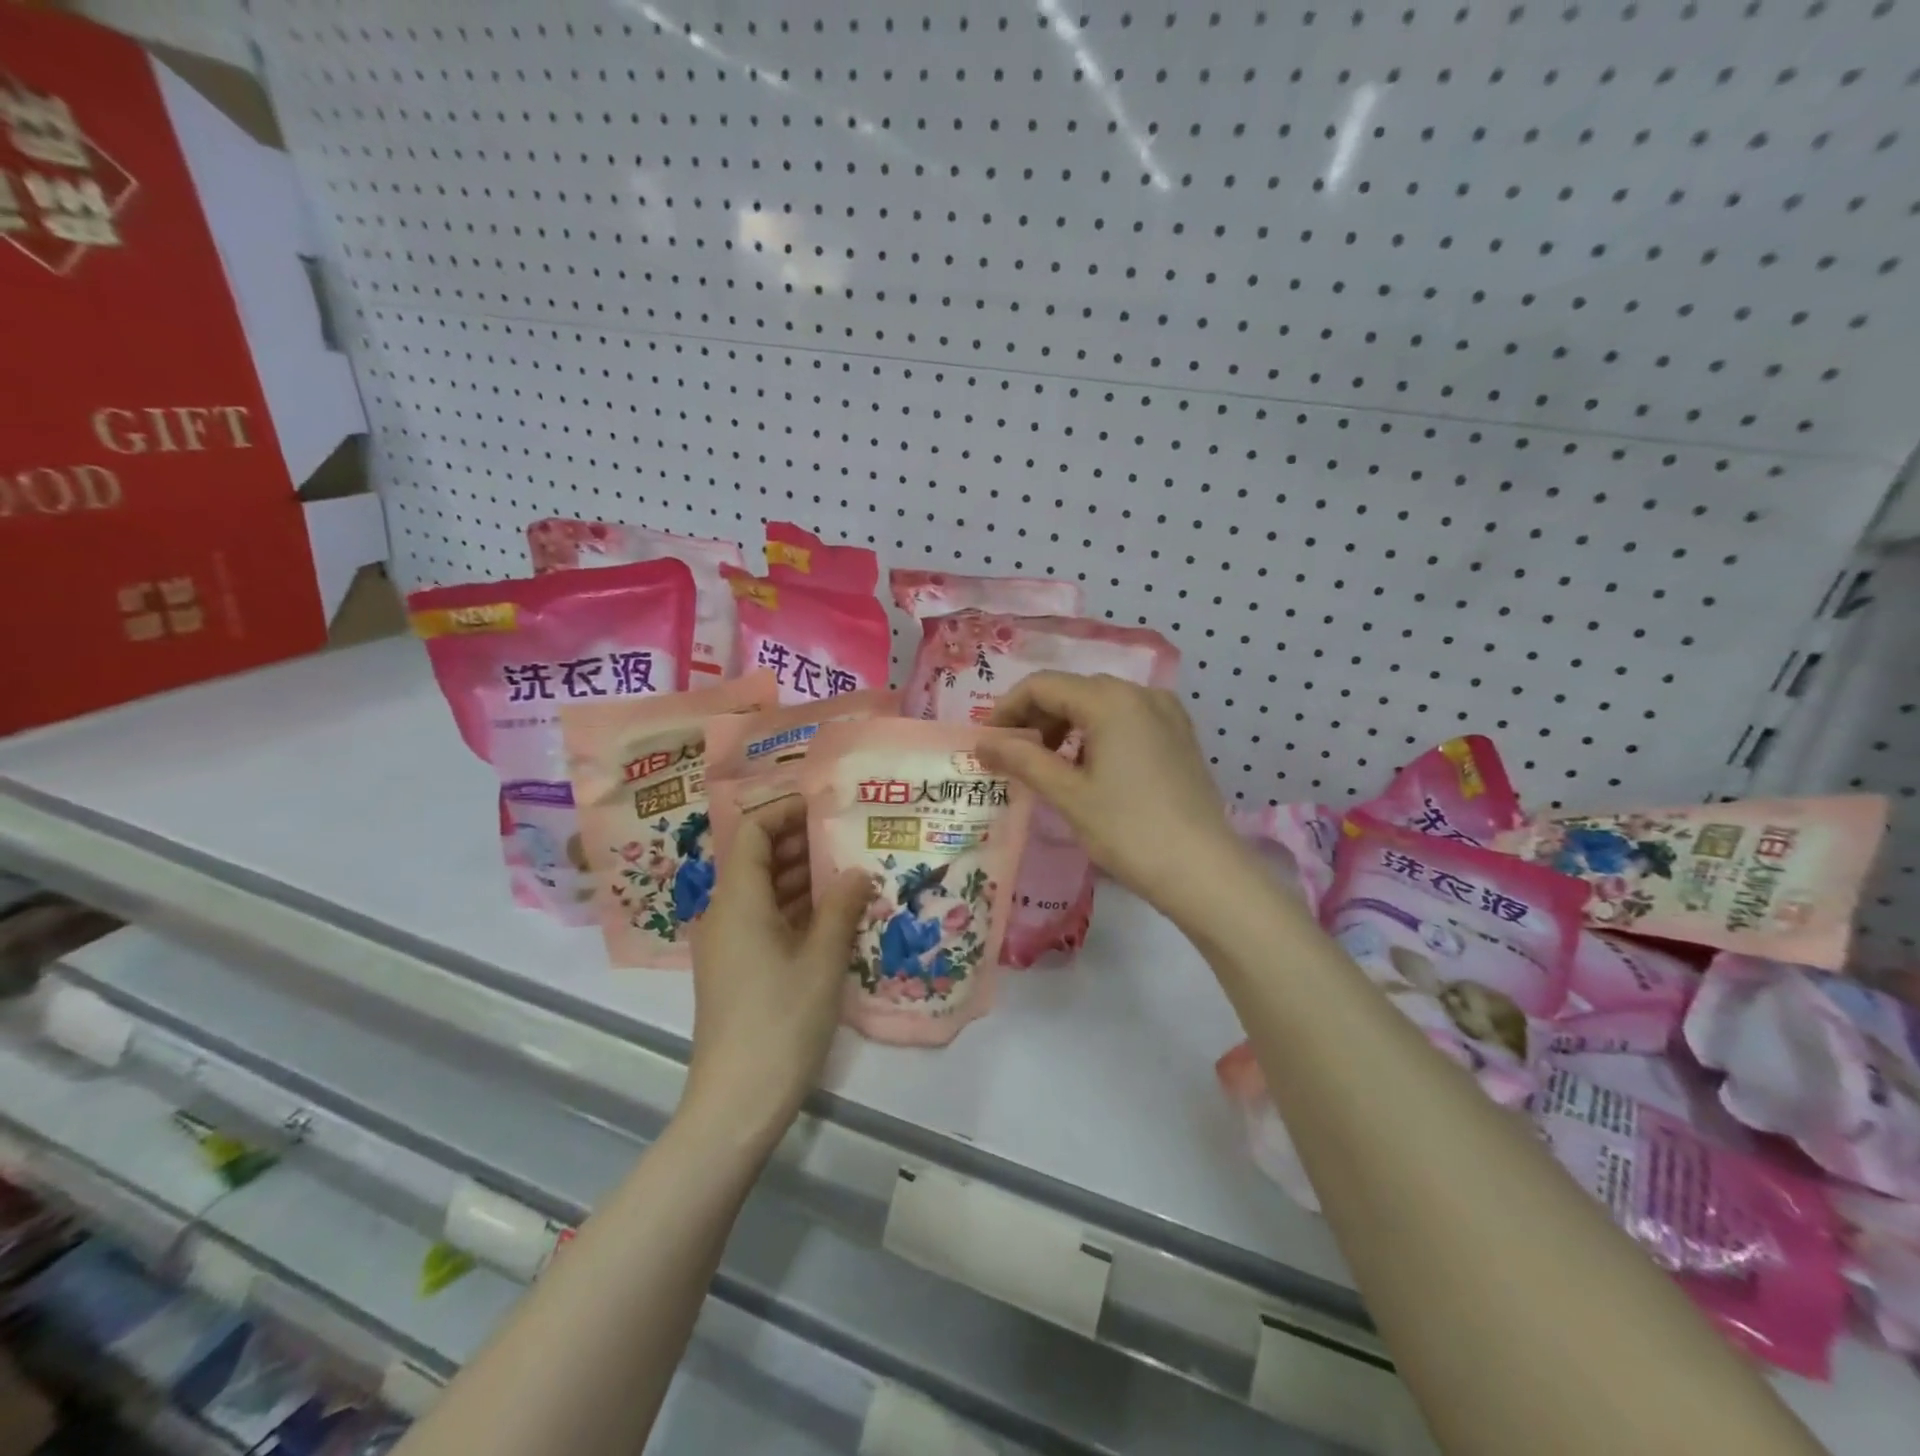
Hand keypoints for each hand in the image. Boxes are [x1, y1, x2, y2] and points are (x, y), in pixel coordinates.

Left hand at [683, 797, 868, 1156]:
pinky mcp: (738, 969)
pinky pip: (766, 920)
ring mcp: (729, 944)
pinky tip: (836, 913)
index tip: (826, 806)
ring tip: (851, 869)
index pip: (752, 831)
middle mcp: (725, 914)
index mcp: (737, 901)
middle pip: (757, 858)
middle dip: (801, 842)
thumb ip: (841, 908)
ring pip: (764, 891)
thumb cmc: (780, 1022)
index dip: (785, 811)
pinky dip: (797, 908)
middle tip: (850, 836)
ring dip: (803, 877)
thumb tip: (859, 871)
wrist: (736, 1103)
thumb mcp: (821, 961)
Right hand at [983, 672, 1246, 921]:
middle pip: (1073, 690)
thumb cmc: (1128, 830)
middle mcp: (1141, 693)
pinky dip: (1098, 733)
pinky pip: (1127, 719)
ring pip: (1101, 704)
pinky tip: (1090, 768)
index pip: (1043, 686)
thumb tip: (982, 742)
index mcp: (1111, 700)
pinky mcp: (1179, 736)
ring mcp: (1166, 713)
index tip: (988, 741)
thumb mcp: (1068, 794)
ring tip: (1049, 766)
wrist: (1203, 870)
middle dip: (1037, 717)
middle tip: (1014, 757)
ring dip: (1066, 726)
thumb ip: (1022, 759)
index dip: (1008, 708)